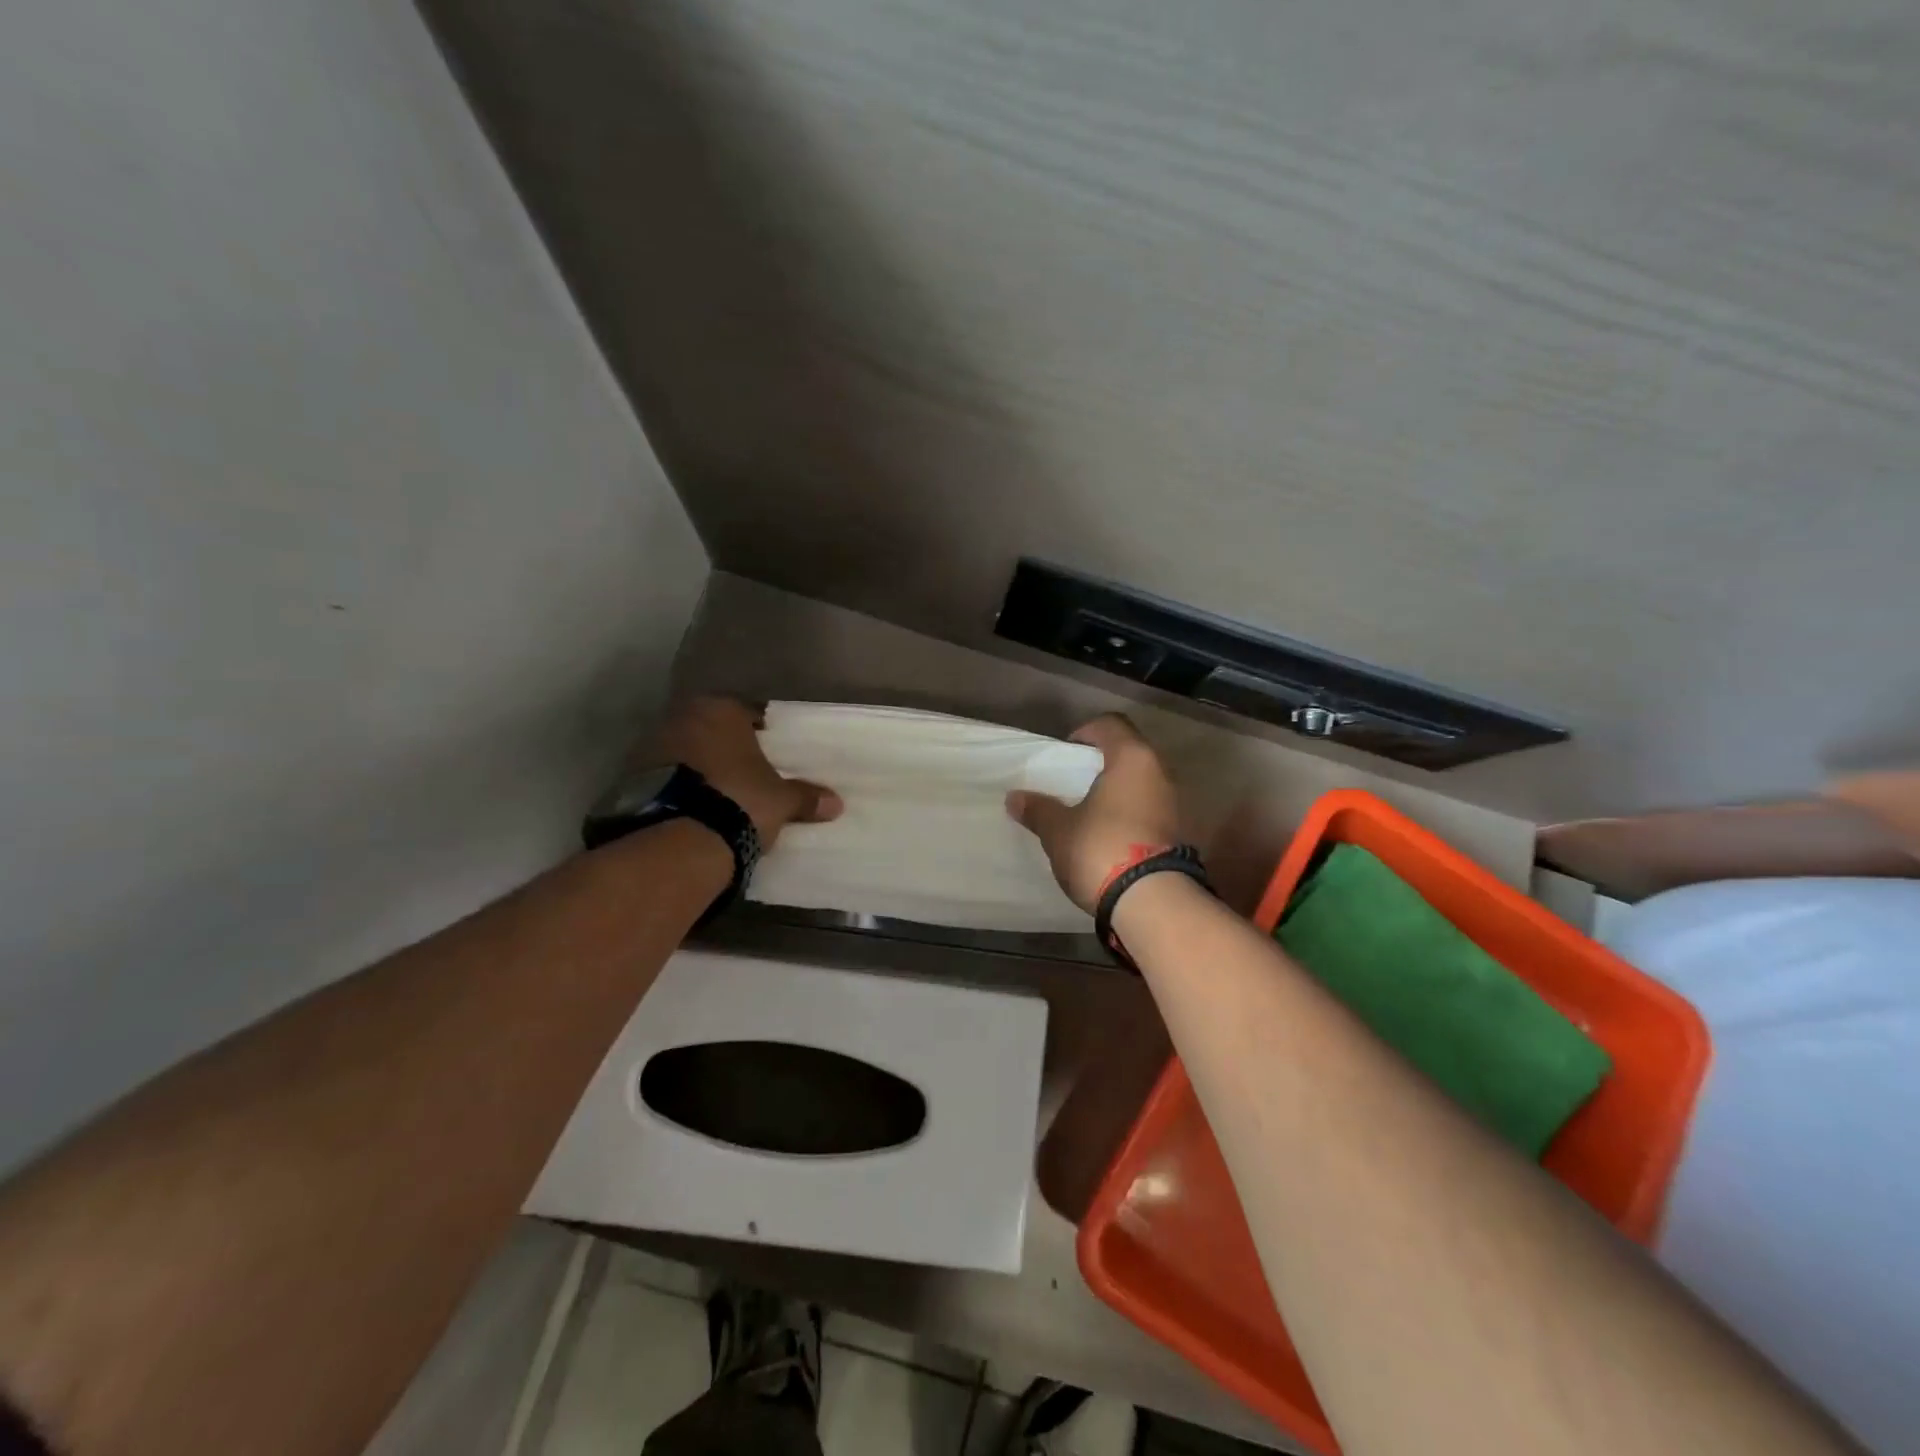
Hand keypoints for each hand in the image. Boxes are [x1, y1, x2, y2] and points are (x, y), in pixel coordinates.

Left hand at [656, 697, 843, 846]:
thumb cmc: (739, 801)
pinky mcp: (626, 777)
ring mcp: (648, 746)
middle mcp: (680, 717)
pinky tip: (691, 807)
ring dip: (697, 767)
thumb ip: (805, 797)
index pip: (748, 713)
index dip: (762, 733)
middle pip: (710, 729)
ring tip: (717, 794)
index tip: (771, 754)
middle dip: (725, 749)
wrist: (677, 839)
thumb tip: (836, 804)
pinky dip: (676, 787)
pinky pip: (662, 776)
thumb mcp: (780, 801)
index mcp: (720, 710)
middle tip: (745, 774)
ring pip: (683, 751)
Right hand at [1005, 714, 1181, 911]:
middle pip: (1129, 753)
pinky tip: (1109, 835)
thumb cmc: (1101, 848)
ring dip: (1118, 792)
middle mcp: (1160, 773)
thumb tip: (1014, 798)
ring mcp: (1175, 804)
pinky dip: (1130, 814)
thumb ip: (1038, 810)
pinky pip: (1150, 810)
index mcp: (1132, 759)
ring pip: (1141, 784)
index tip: (1066, 753)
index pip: (1111, 724)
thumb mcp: (1059, 830)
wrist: (1152, 902)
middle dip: (1102, 764)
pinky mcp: (1179, 834)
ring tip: (1089, 812)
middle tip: (1074, 783)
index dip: (1086, 732)